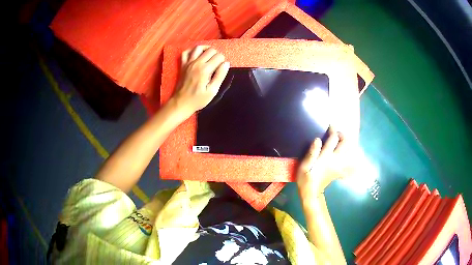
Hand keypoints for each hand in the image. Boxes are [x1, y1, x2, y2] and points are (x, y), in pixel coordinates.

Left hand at [172, 45, 229, 116]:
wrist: (181, 103)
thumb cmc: (198, 99)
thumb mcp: (213, 91)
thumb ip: (220, 76)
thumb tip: (226, 64)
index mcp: (205, 70)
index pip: (219, 56)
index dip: (223, 61)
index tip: (222, 68)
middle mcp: (196, 63)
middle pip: (210, 50)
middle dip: (217, 54)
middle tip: (217, 63)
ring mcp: (188, 63)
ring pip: (198, 47)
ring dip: (206, 49)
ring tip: (209, 55)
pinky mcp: (182, 65)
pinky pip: (186, 52)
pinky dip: (192, 51)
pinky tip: (197, 55)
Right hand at [297, 127, 346, 200]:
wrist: (311, 193)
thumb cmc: (305, 179)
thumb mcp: (304, 166)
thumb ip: (311, 153)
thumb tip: (318, 139)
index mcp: (326, 157)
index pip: (333, 139)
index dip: (333, 130)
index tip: (331, 125)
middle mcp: (335, 160)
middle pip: (346, 143)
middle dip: (343, 135)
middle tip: (336, 133)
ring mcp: (339, 165)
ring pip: (350, 151)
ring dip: (348, 144)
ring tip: (341, 142)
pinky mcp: (340, 170)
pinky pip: (350, 163)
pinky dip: (352, 159)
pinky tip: (351, 158)